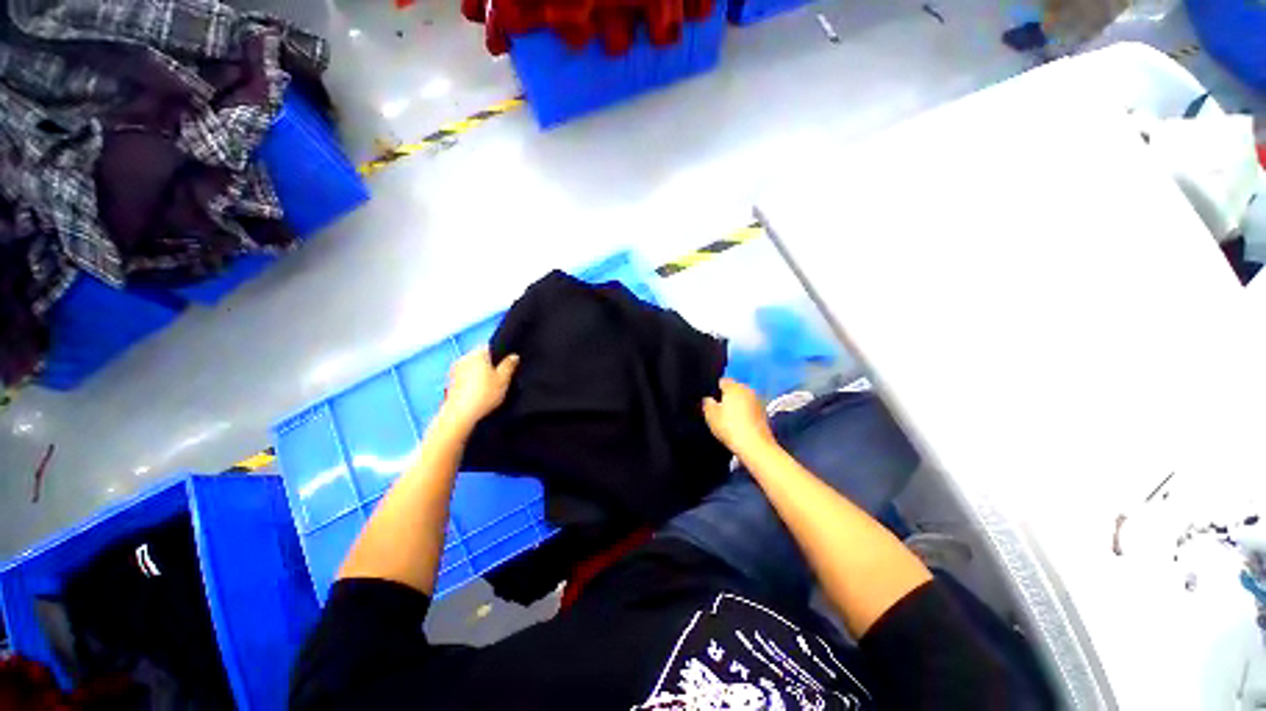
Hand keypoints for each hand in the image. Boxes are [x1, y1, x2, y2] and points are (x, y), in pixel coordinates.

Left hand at [438, 347, 519, 430]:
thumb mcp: (503, 379)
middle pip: (480, 357)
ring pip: (472, 367)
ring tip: (489, 386)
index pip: (491, 347)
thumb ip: (509, 365)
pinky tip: (478, 392)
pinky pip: (465, 376)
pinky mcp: (449, 382)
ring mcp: (454, 370)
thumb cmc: (484, 394)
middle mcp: (464, 357)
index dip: (500, 354)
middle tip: (500, 377)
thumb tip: (513, 356)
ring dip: (479, 373)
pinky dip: (471, 381)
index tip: (506, 365)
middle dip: (489, 364)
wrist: (460, 414)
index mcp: (478, 353)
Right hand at [702, 378, 775, 457]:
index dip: (714, 390)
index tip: (710, 402)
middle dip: (727, 397)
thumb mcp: (710, 415)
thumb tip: (708, 398)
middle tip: (718, 410)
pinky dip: (745, 413)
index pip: (721, 381)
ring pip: (743, 399)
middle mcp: (747, 389)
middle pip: (734, 389)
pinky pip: (750, 408)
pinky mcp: (764, 412)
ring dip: (737, 405)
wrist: (755, 446)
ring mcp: (758, 400)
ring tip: (730, 419)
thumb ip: (707, 403)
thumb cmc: (730, 427)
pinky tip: (740, 424)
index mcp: (734, 386)